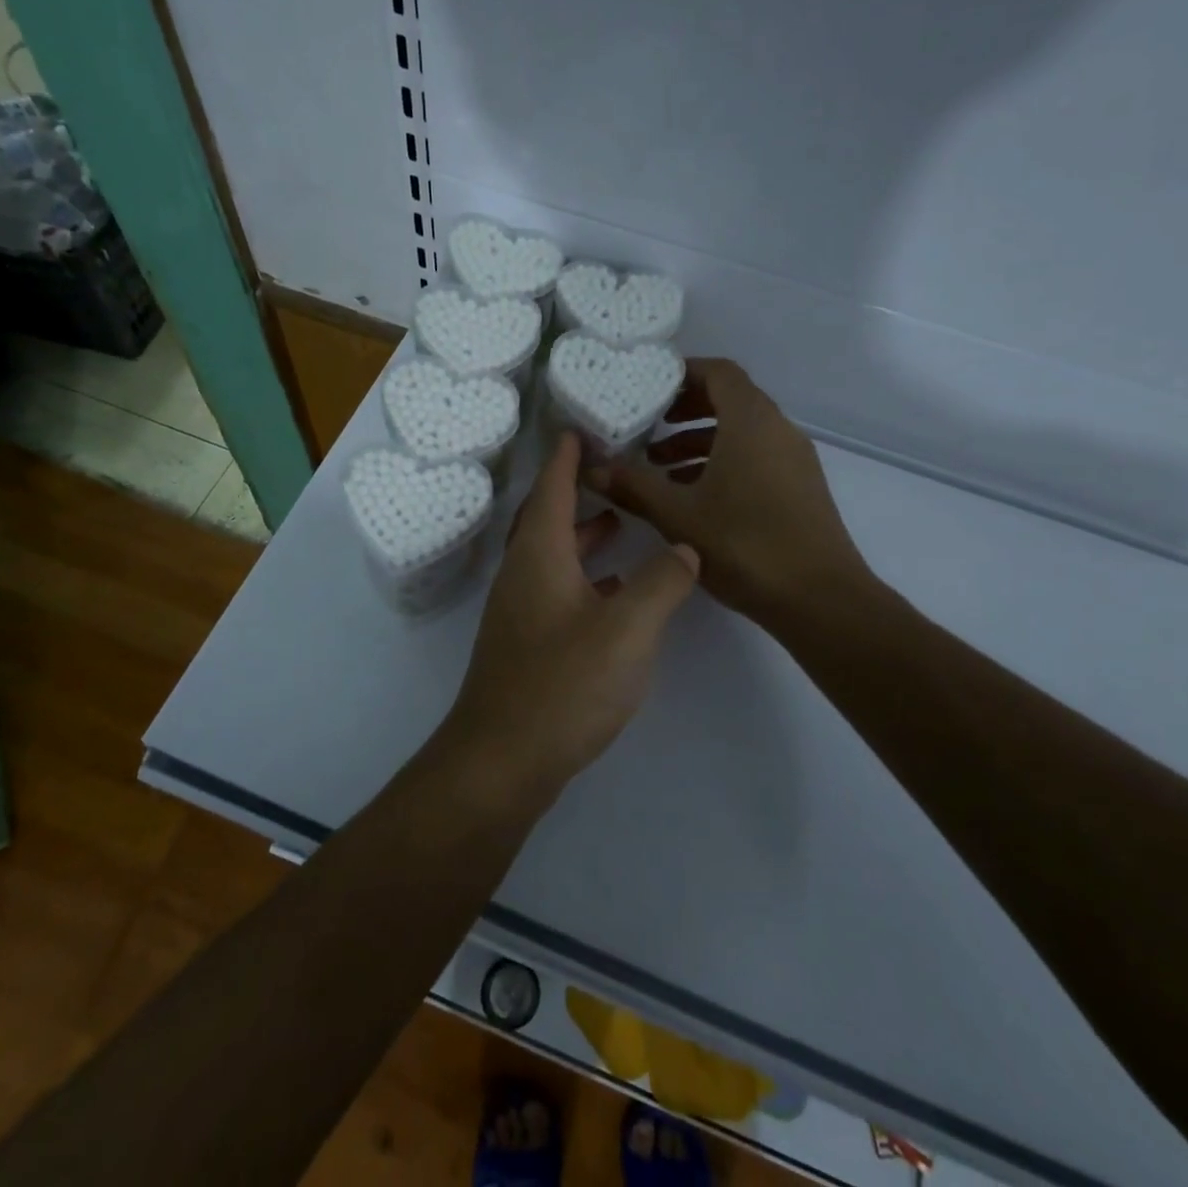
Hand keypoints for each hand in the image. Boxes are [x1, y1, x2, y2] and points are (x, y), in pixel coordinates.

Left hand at [434, 431, 700, 805]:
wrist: (502, 760)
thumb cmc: (563, 685)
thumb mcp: (628, 629)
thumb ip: (663, 582)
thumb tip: (685, 547)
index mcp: (539, 555)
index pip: (551, 487)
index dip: (567, 455)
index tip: (580, 425)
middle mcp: (522, 573)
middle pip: (547, 517)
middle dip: (576, 489)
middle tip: (611, 468)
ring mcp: (520, 610)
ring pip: (553, 554)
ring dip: (583, 534)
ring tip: (620, 522)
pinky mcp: (526, 642)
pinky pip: (557, 587)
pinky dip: (585, 575)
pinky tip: (615, 590)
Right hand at [584, 358, 877, 629]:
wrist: (820, 599)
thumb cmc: (746, 545)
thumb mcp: (677, 515)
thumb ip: (632, 486)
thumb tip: (590, 468)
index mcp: (751, 422)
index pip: (719, 372)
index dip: (683, 373)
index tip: (648, 387)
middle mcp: (778, 429)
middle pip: (730, 399)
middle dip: (686, 409)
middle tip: (648, 425)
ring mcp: (793, 459)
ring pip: (742, 432)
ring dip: (700, 440)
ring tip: (659, 466)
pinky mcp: (800, 486)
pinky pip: (756, 456)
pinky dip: (723, 461)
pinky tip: (693, 494)